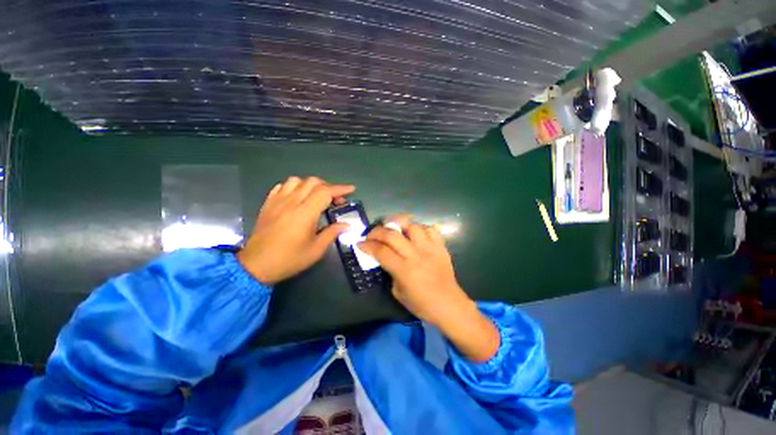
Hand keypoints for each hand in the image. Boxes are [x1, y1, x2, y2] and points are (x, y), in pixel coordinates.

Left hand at [237, 176, 353, 284]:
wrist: (256, 265)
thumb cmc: (289, 259)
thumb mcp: (316, 250)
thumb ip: (332, 233)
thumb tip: (347, 224)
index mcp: (305, 213)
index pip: (326, 192)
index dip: (340, 189)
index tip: (351, 189)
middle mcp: (291, 202)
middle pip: (313, 182)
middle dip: (329, 187)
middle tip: (336, 200)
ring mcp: (277, 201)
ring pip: (297, 181)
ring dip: (311, 185)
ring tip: (317, 197)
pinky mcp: (268, 204)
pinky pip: (282, 186)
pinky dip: (294, 187)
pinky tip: (298, 197)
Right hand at [359, 216, 498, 361]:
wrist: (449, 305)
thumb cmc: (421, 304)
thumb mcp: (398, 292)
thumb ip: (390, 272)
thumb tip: (386, 258)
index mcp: (404, 270)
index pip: (381, 251)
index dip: (367, 245)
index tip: (360, 243)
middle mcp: (416, 255)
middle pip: (393, 235)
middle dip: (377, 231)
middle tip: (371, 234)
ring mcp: (430, 249)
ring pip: (412, 226)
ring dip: (400, 225)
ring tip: (394, 229)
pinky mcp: (441, 247)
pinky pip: (431, 229)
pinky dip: (421, 229)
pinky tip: (416, 234)